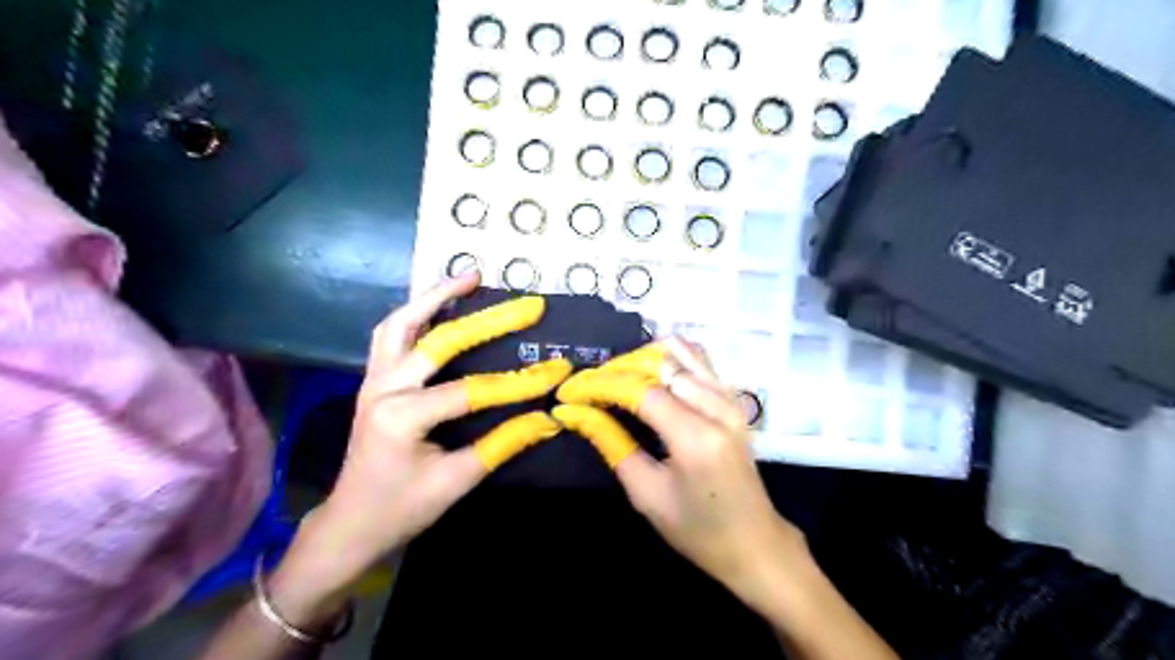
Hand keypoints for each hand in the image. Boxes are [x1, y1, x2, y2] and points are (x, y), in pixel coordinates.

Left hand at [279, 274, 566, 602]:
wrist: (351, 522)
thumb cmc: (402, 508)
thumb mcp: (457, 481)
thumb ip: (503, 444)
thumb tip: (549, 418)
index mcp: (401, 418)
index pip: (471, 391)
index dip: (519, 384)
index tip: (559, 370)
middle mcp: (383, 388)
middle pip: (439, 342)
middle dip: (490, 321)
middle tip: (528, 304)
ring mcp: (373, 379)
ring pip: (401, 323)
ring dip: (436, 297)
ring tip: (471, 278)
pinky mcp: (373, 379)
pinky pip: (391, 334)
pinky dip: (416, 313)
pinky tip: (439, 304)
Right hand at [557, 343, 813, 599]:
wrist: (754, 541)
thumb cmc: (697, 529)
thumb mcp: (646, 493)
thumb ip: (611, 444)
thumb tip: (576, 412)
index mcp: (696, 437)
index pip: (641, 390)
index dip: (601, 385)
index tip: (571, 392)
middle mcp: (717, 406)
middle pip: (660, 363)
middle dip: (617, 368)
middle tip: (589, 387)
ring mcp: (730, 398)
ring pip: (680, 352)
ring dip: (641, 359)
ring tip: (615, 379)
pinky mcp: (733, 398)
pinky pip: (698, 359)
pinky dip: (667, 357)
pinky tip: (647, 373)